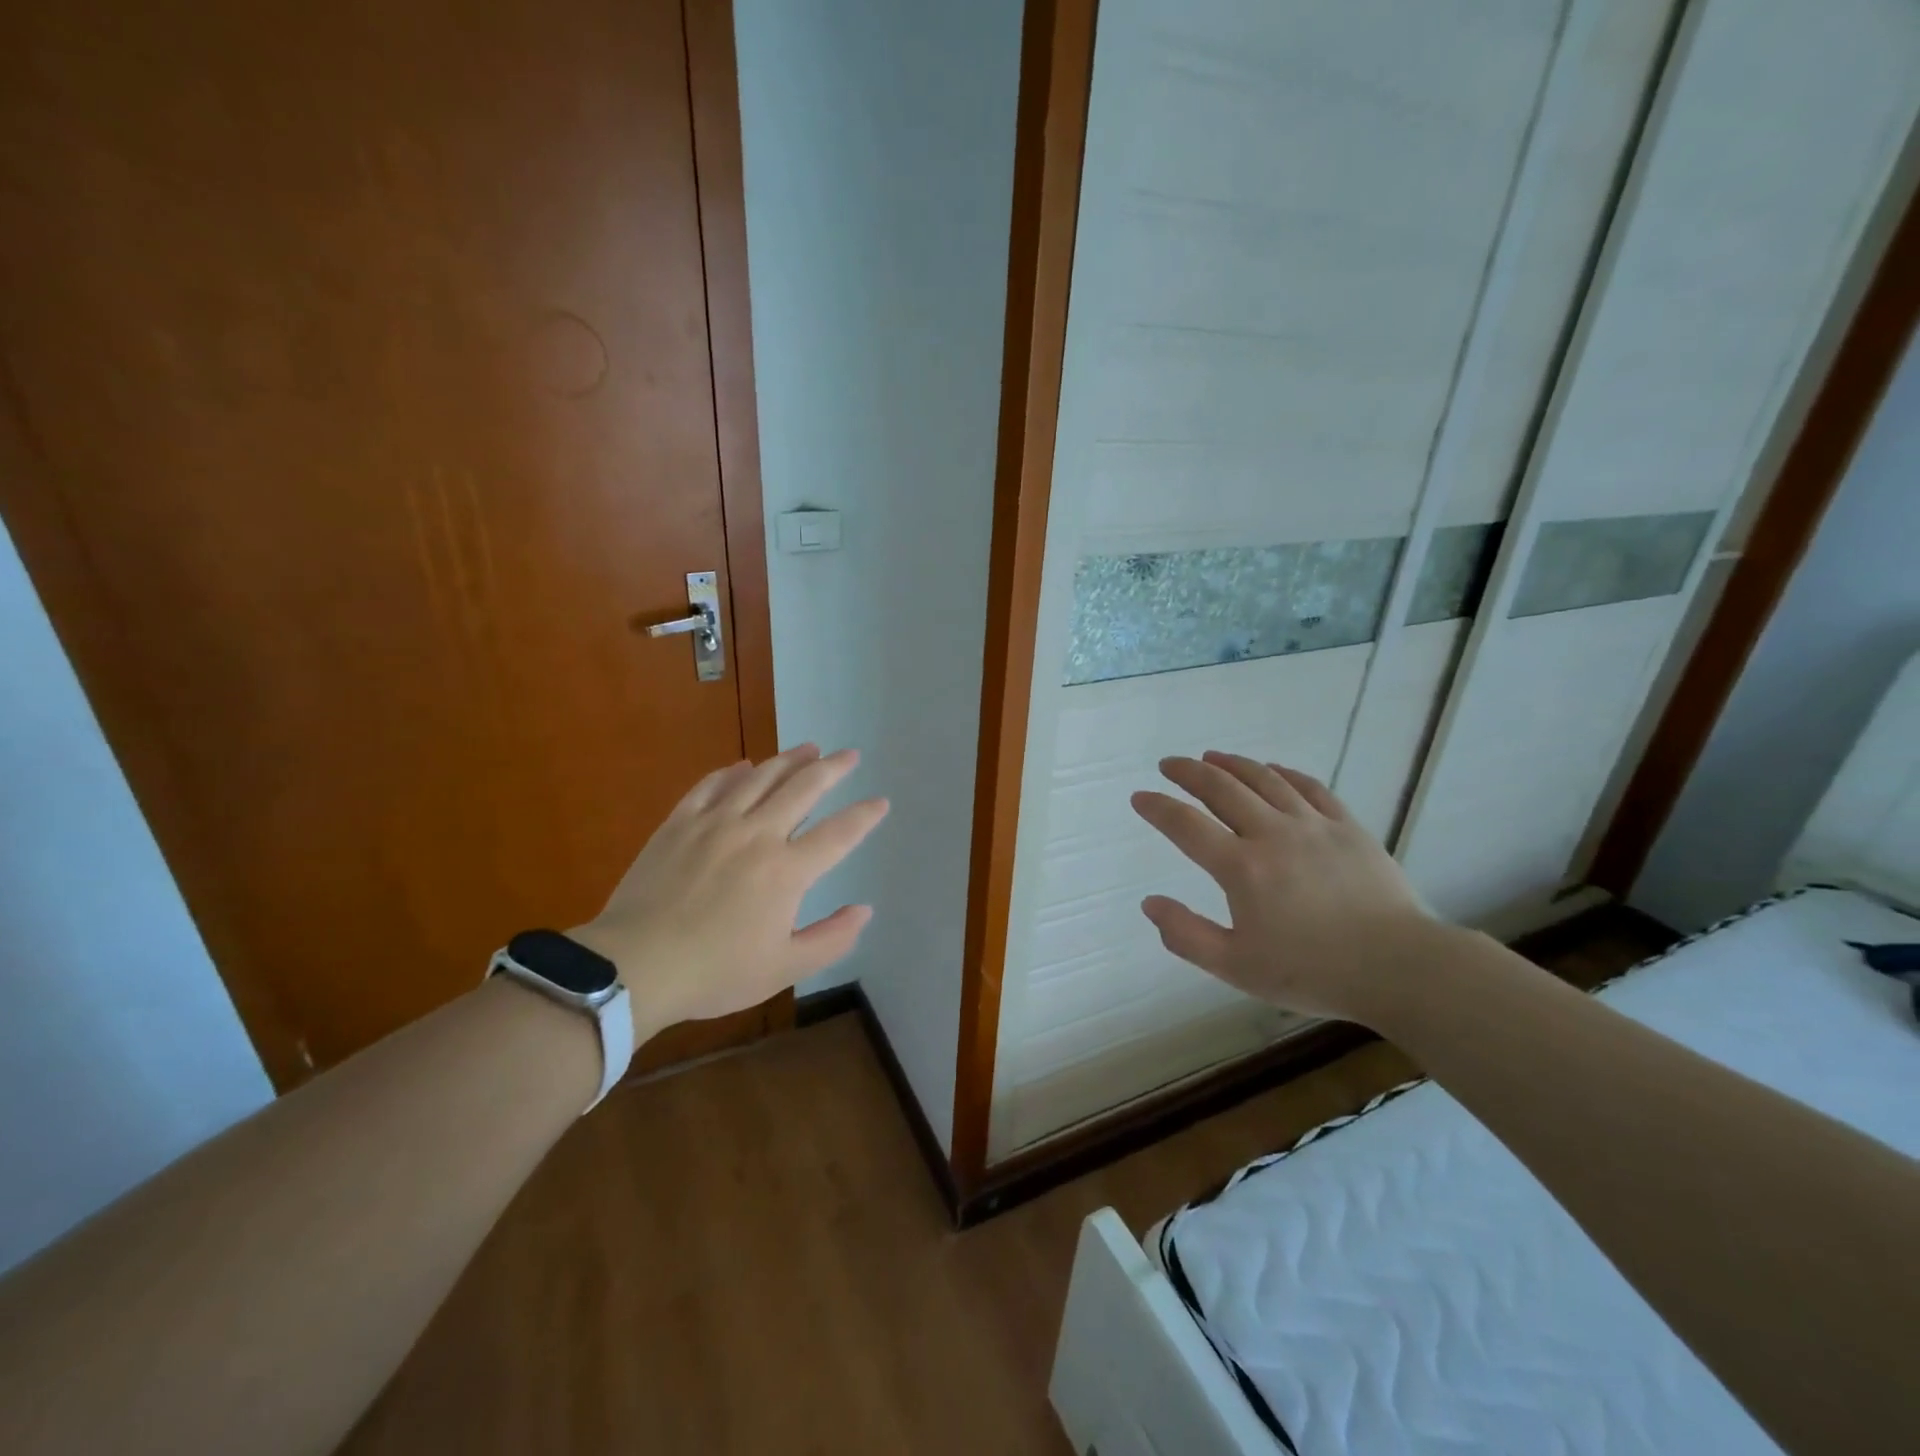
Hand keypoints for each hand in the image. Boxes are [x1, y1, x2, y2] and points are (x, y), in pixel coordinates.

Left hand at [571, 744, 887, 1040]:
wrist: (635, 965)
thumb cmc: (715, 972)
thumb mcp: (784, 968)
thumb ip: (831, 938)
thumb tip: (865, 910)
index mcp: (787, 871)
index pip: (838, 833)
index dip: (864, 816)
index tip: (881, 801)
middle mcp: (757, 835)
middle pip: (804, 789)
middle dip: (833, 769)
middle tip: (850, 755)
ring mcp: (716, 823)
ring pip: (761, 778)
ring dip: (790, 760)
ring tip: (809, 748)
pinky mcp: (680, 823)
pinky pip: (712, 785)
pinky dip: (733, 771)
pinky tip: (744, 765)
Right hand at [1131, 751, 1433, 1023]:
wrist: (1400, 968)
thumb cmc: (1312, 971)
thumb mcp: (1236, 968)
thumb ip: (1186, 935)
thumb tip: (1149, 904)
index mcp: (1241, 868)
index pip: (1186, 825)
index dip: (1158, 807)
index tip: (1140, 797)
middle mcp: (1272, 834)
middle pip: (1222, 788)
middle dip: (1189, 772)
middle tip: (1169, 764)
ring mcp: (1313, 825)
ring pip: (1264, 779)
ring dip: (1232, 764)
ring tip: (1211, 756)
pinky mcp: (1347, 826)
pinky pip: (1310, 787)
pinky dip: (1283, 772)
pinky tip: (1271, 769)